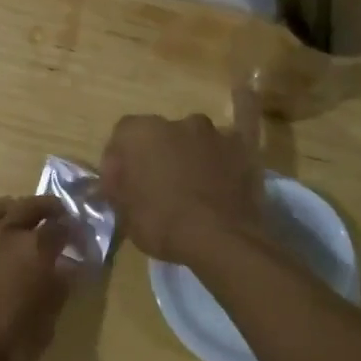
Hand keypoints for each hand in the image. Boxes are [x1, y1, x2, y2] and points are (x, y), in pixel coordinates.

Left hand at [0, 195, 77, 360]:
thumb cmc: (6, 348)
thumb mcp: (46, 326)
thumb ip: (58, 290)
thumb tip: (67, 268)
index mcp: (35, 251)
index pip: (61, 228)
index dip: (74, 233)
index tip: (79, 242)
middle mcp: (6, 233)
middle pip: (31, 206)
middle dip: (49, 209)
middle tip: (57, 217)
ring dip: (16, 207)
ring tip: (21, 216)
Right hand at [99, 113, 263, 263]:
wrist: (220, 239)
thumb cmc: (160, 223)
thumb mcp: (123, 212)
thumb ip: (117, 187)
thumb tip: (117, 179)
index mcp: (140, 132)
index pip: (122, 137)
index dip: (120, 160)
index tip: (122, 184)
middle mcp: (176, 122)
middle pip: (160, 135)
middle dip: (157, 155)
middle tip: (158, 186)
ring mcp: (214, 132)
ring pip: (194, 139)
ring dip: (190, 155)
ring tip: (194, 186)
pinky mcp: (244, 148)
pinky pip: (233, 140)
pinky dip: (227, 148)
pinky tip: (230, 150)